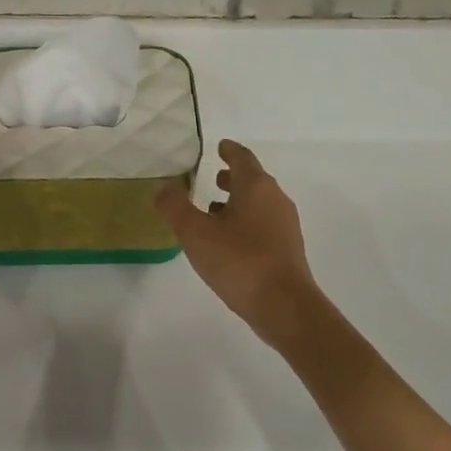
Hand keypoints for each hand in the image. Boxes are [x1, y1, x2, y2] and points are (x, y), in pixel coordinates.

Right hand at [157, 140, 323, 350]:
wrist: (283, 305)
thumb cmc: (238, 261)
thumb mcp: (196, 233)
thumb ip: (175, 207)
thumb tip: (164, 187)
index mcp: (256, 187)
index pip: (242, 158)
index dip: (229, 150)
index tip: (220, 145)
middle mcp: (275, 199)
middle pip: (253, 180)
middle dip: (233, 176)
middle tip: (214, 175)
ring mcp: (285, 224)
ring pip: (258, 203)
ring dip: (238, 201)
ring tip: (214, 208)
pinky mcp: (286, 248)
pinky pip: (263, 223)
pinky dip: (245, 220)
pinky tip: (228, 239)